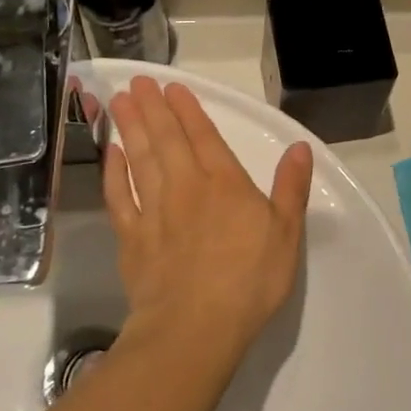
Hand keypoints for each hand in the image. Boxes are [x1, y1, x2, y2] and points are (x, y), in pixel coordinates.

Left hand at [103, 76, 313, 362]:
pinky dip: (113, 173)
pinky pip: (119, 197)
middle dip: (152, 108)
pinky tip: (111, 155)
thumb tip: (300, 146)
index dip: (188, 110)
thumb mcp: (286, 233)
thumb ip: (291, 187)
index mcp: (224, 184)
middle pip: (166, 140)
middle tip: (138, 82)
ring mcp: (154, 212)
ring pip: (140, 160)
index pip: (204, 137)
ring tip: (120, 101)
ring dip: (130, 129)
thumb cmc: (249, 280)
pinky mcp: (132, 239)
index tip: (172, 87)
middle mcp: (185, 188)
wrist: (194, 328)